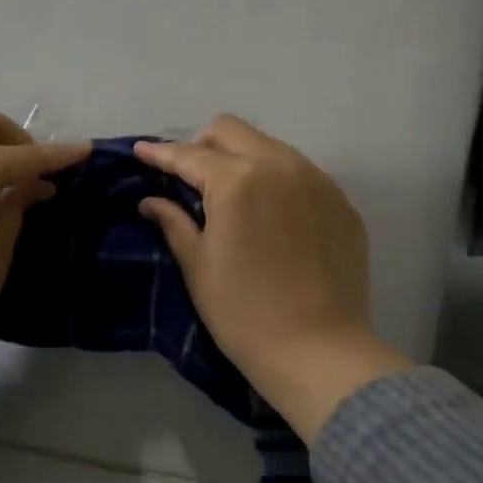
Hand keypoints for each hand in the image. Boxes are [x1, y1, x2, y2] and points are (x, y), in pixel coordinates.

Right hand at [136, 116, 409, 441]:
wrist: (317, 350)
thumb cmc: (242, 313)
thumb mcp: (198, 267)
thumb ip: (174, 223)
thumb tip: (151, 200)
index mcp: (237, 181)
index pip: (189, 155)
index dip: (160, 153)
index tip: (141, 151)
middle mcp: (280, 166)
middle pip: (232, 132)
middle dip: (203, 145)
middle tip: (189, 176)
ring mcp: (318, 182)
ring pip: (271, 147)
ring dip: (243, 159)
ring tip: (232, 195)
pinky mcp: (342, 203)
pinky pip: (302, 174)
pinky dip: (277, 182)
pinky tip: (272, 216)